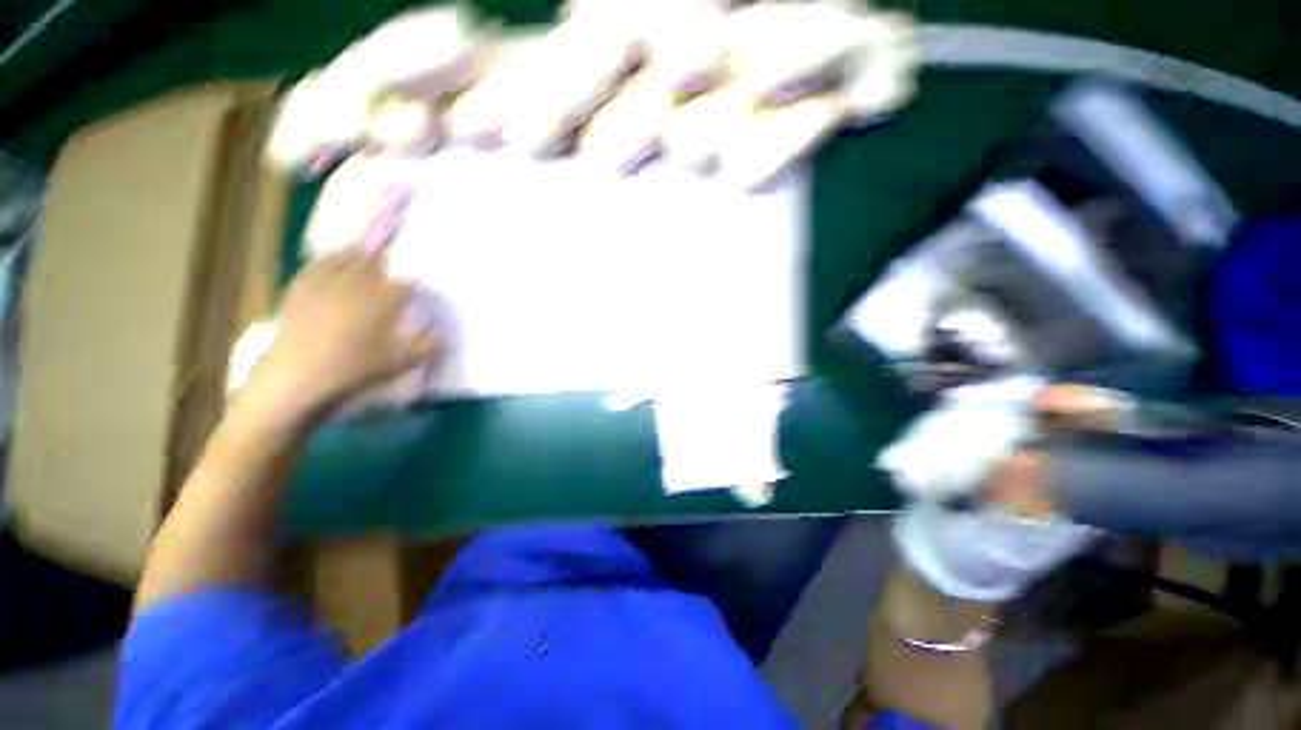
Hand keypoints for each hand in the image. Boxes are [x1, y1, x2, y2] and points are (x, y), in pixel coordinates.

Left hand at [254, 250, 440, 415]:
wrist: (301, 374)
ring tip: (363, 251)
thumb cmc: (356, 367)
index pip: (406, 286)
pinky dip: (326, 260)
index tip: (416, 292)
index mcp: (384, 301)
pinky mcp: (301, 290)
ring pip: (345, 260)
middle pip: (374, 264)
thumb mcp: (401, 362)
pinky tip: (329, 260)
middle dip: (383, 261)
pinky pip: (316, 266)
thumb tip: (445, 338)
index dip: (413, 287)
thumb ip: (428, 347)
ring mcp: (327, 284)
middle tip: (389, 262)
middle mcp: (358, 285)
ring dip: (356, 254)